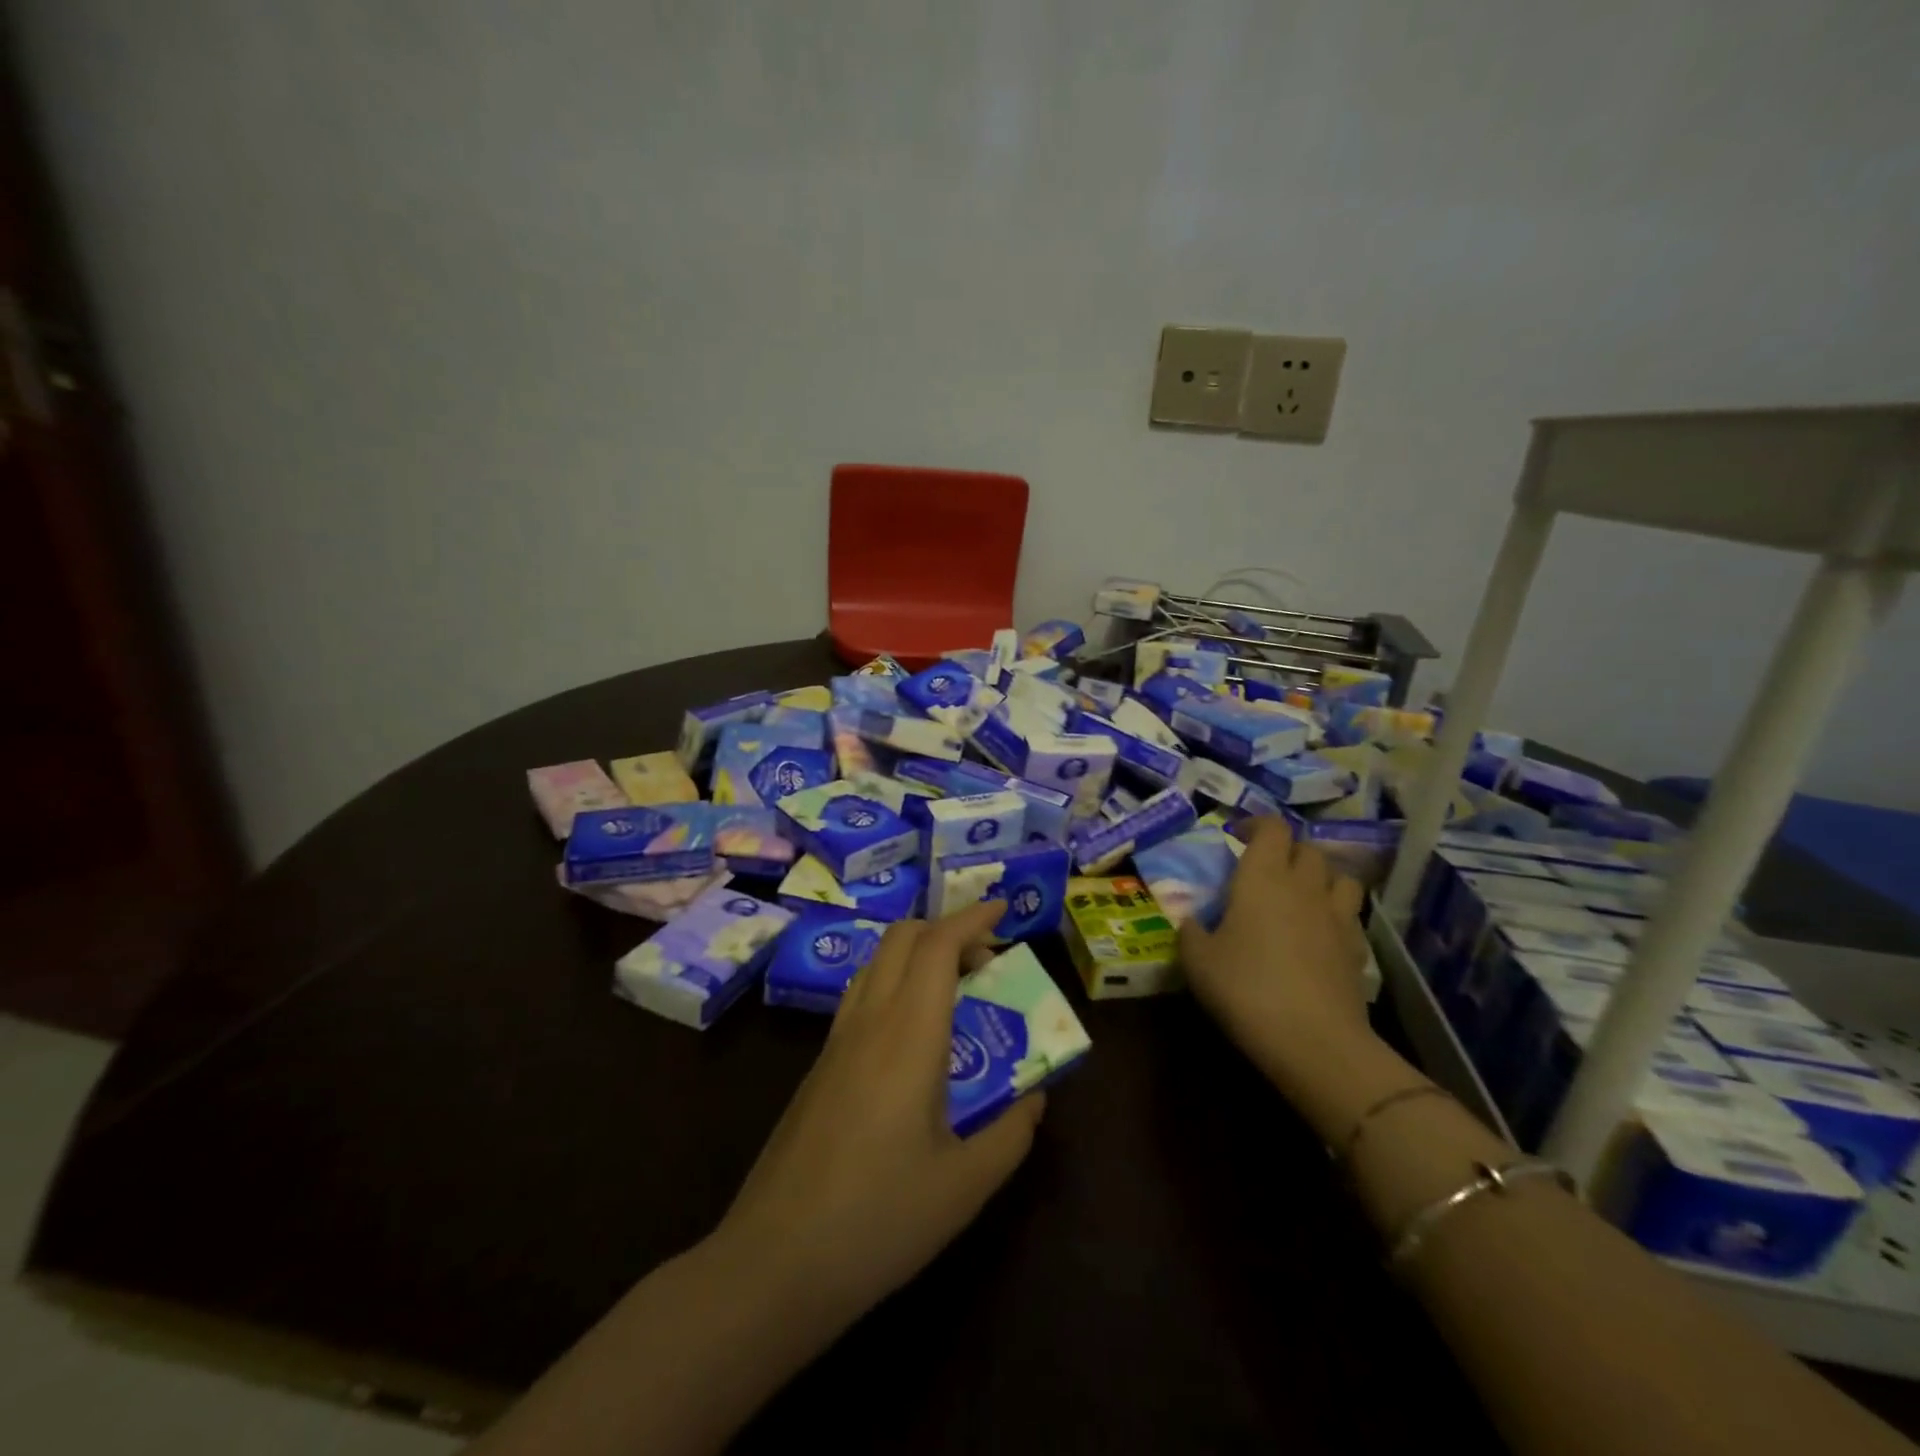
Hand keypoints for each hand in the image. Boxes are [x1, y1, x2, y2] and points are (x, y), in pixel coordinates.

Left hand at [715, 901, 1045, 1323]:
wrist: (773, 1263)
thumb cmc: (878, 1220)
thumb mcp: (965, 1186)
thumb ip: (1011, 1133)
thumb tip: (1035, 1097)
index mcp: (908, 1036)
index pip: (938, 945)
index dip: (972, 917)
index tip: (1004, 908)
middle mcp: (868, 1021)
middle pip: (902, 938)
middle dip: (946, 929)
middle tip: (987, 959)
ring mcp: (836, 1041)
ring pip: (876, 962)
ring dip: (917, 954)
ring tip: (955, 990)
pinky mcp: (818, 1067)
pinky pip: (861, 996)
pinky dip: (895, 983)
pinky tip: (914, 1036)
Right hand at [1180, 817, 1375, 1106]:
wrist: (1313, 1040)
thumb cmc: (1245, 988)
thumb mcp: (1197, 961)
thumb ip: (1191, 931)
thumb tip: (1191, 920)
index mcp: (1262, 877)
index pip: (1271, 827)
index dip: (1255, 825)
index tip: (1237, 836)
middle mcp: (1304, 886)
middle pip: (1307, 848)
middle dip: (1287, 850)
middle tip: (1265, 869)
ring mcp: (1337, 916)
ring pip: (1340, 876)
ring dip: (1321, 877)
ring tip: (1302, 894)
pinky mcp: (1357, 948)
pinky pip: (1350, 915)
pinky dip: (1336, 914)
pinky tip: (1320, 935)